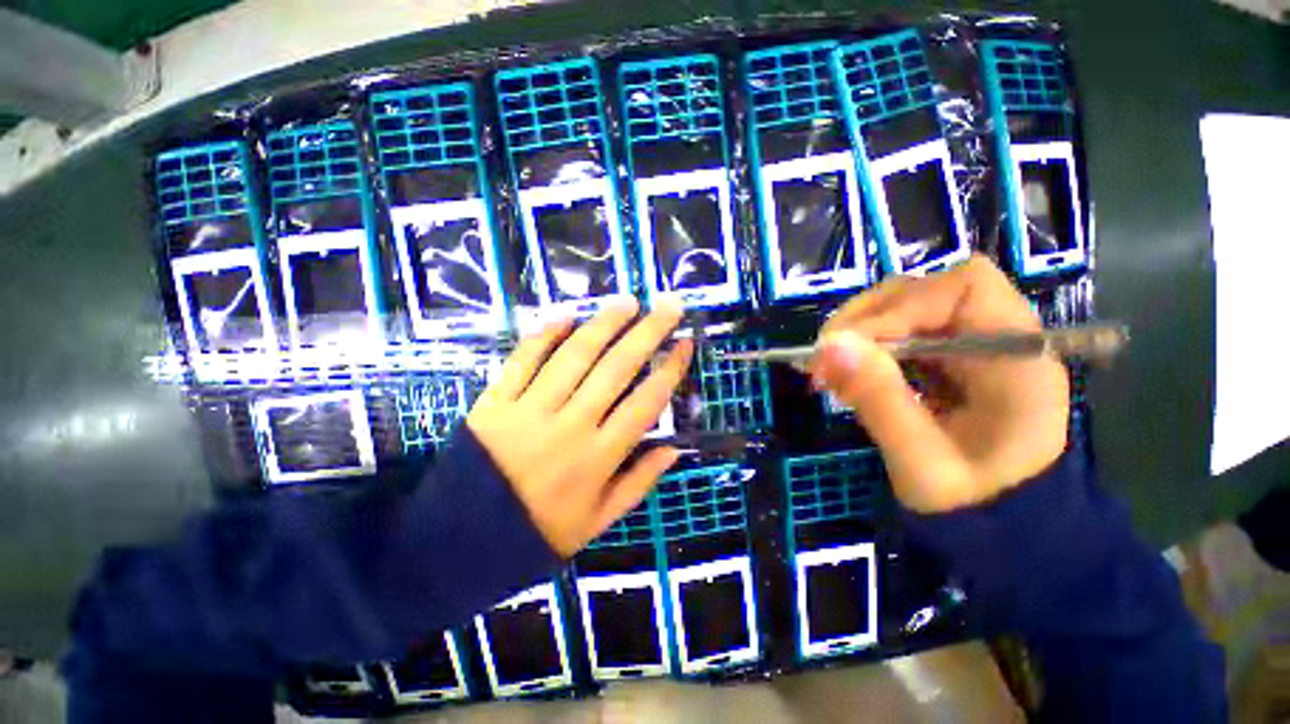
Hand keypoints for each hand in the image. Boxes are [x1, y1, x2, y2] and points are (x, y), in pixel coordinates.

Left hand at [467, 299, 693, 556]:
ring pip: (574, 356)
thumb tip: (674, 449)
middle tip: (667, 305)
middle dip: (647, 332)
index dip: (670, 370)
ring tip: (627, 302)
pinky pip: (523, 359)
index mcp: (598, 458)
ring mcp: (530, 409)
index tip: (685, 344)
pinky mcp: (495, 401)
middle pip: (616, 369)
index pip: (645, 403)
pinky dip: (544, 334)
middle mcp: (570, 426)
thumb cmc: (537, 533)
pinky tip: (566, 315)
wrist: (459, 543)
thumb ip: (639, 484)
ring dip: (603, 324)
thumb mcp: (597, 522)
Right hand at [810, 255, 1068, 513]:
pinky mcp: (946, 358)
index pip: (962, 288)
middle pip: (926, 290)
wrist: (997, 529)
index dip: (898, 307)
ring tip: (830, 368)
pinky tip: (848, 372)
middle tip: (825, 357)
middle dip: (867, 318)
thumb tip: (828, 346)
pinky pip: (899, 333)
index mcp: (1018, 357)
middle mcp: (999, 337)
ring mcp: (971, 345)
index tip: (847, 346)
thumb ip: (879, 399)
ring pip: (905, 308)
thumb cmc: (972, 506)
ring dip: (859, 331)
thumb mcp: (921, 461)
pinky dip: (865, 346)